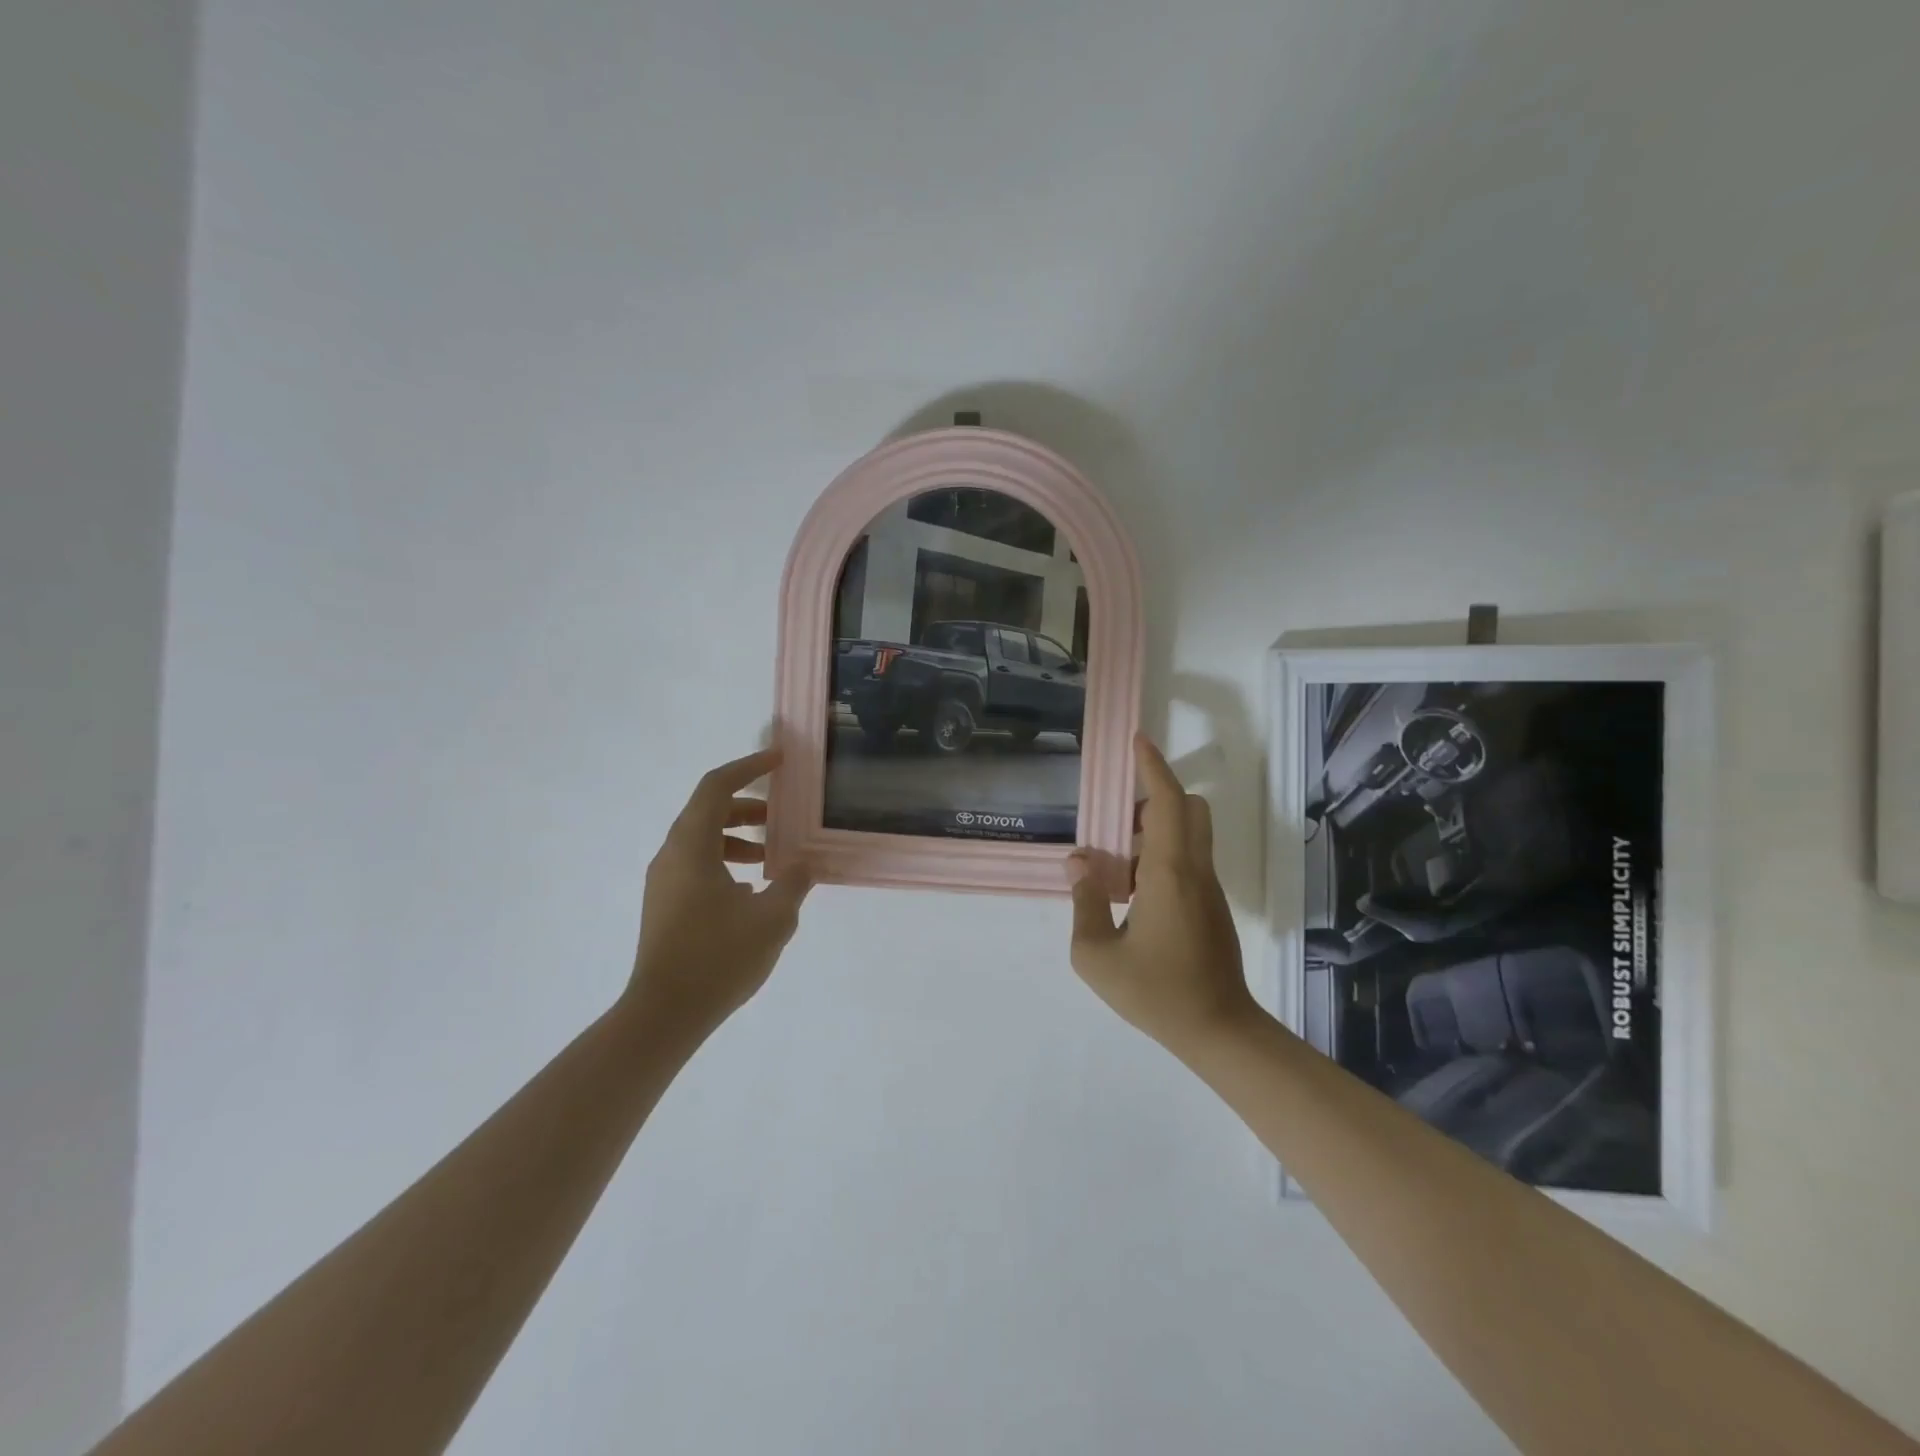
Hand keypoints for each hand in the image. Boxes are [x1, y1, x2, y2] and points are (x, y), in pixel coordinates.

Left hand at [627, 748, 810, 1043]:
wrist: (664, 1015)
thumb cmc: (718, 957)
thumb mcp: (772, 917)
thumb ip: (794, 881)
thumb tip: (805, 863)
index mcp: (691, 846)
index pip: (717, 787)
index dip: (749, 767)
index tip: (780, 760)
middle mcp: (671, 855)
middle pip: (708, 811)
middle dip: (748, 806)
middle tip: (783, 815)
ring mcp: (664, 882)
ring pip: (702, 840)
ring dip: (738, 837)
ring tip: (772, 856)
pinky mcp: (665, 905)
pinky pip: (696, 865)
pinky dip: (725, 861)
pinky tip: (750, 890)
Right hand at [1067, 736, 1254, 1056]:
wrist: (1218, 1030)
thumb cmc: (1155, 992)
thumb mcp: (1096, 956)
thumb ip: (1083, 903)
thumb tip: (1079, 864)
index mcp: (1168, 872)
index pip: (1166, 802)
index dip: (1152, 767)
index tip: (1138, 741)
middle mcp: (1194, 870)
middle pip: (1188, 808)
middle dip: (1157, 796)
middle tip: (1120, 817)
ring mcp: (1208, 889)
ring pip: (1191, 834)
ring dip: (1157, 829)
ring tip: (1117, 863)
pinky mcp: (1212, 907)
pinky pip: (1189, 860)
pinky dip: (1162, 856)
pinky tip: (1134, 895)